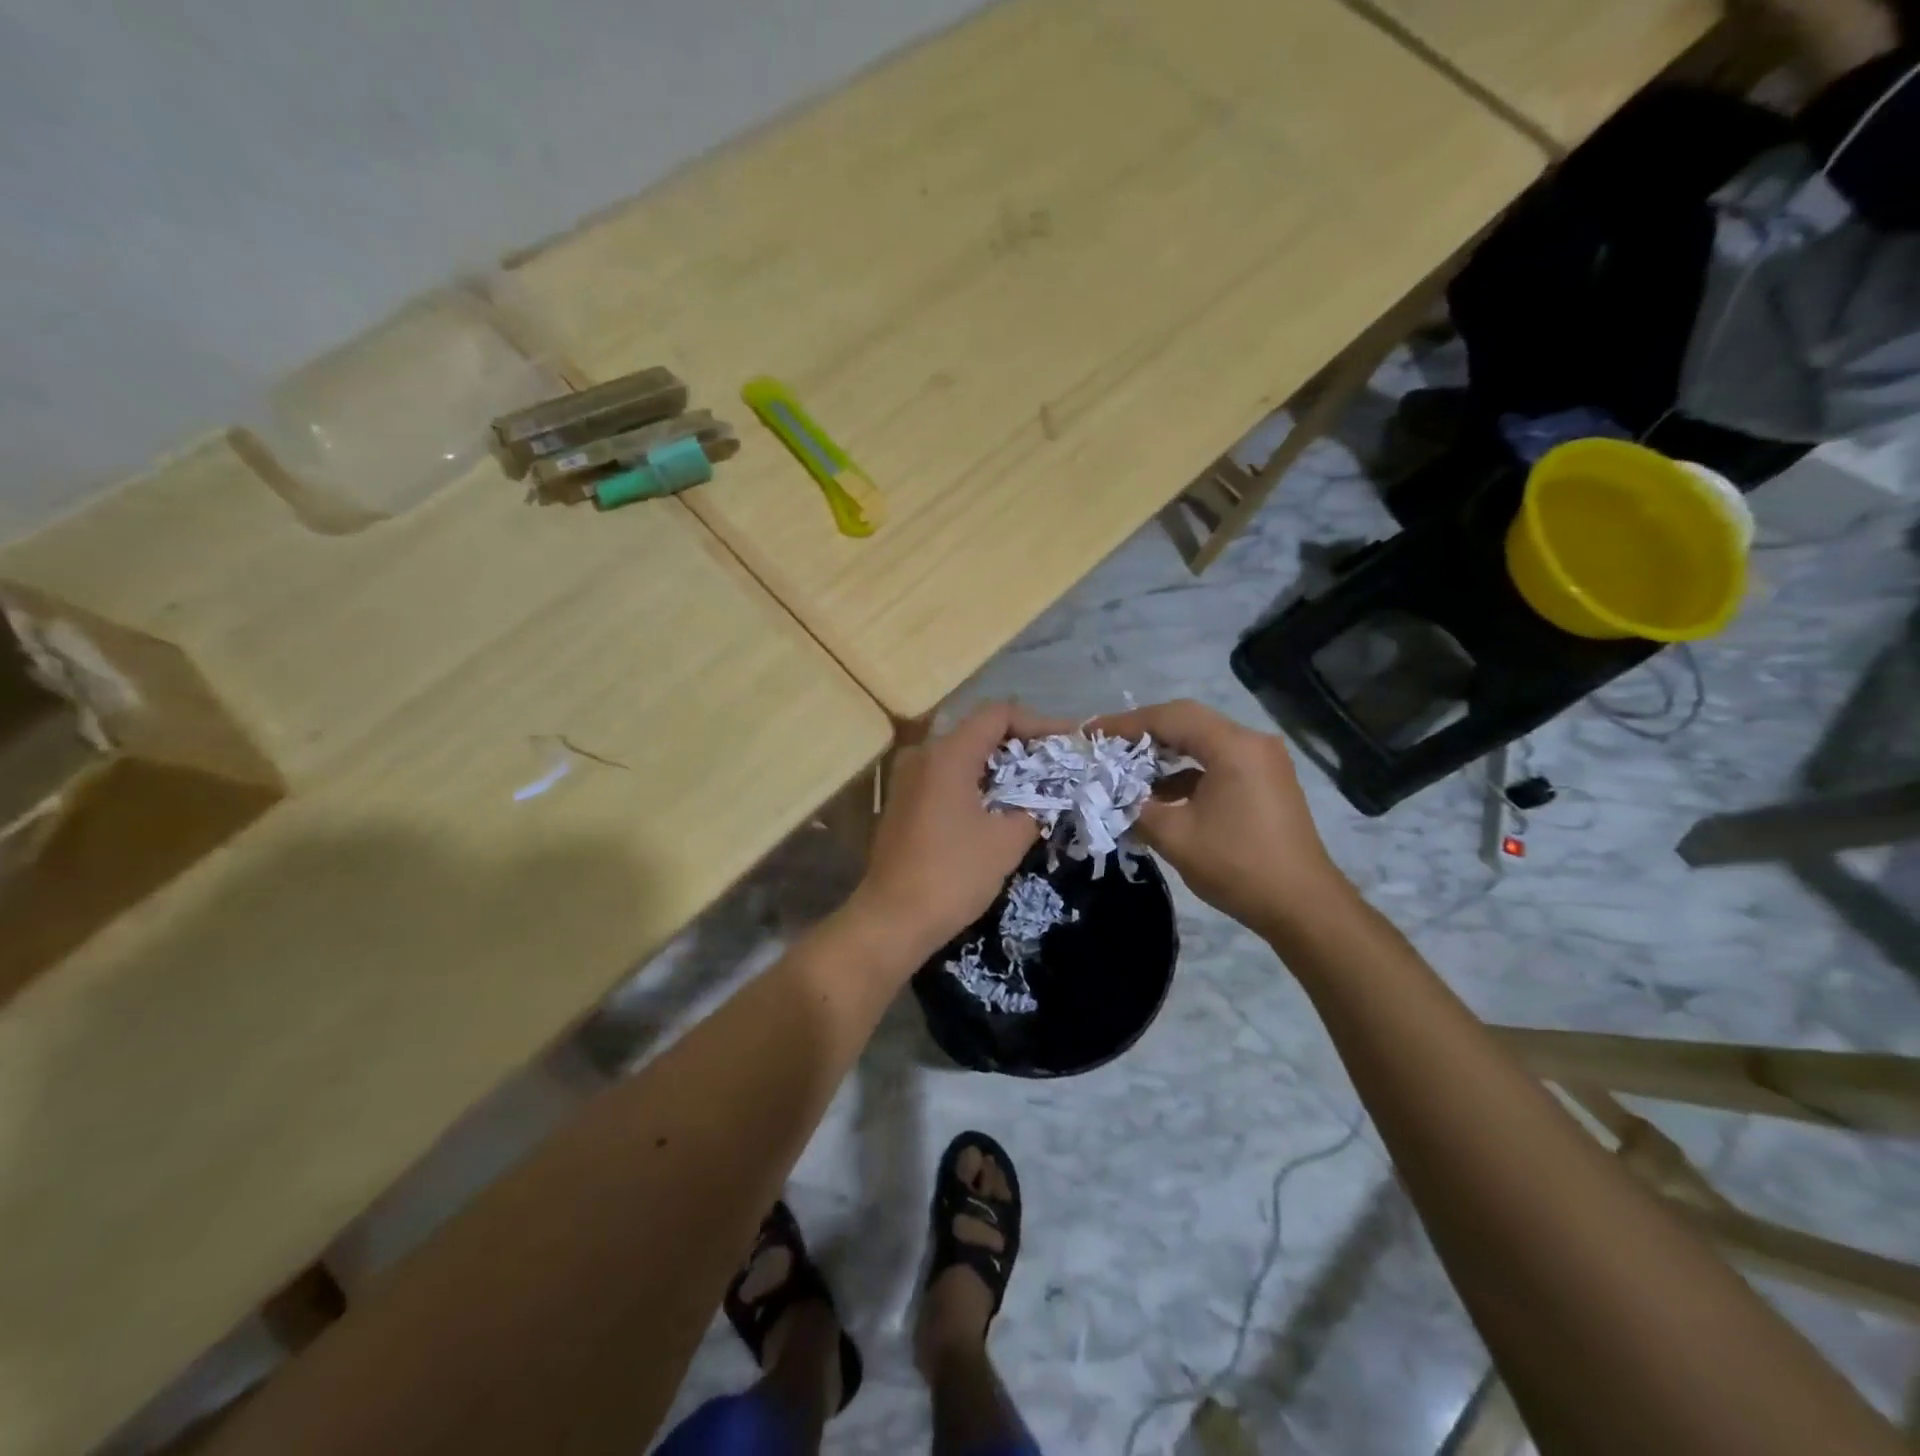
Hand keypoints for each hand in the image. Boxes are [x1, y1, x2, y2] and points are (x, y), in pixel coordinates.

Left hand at [851, 703, 1040, 959]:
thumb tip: (1045, 799)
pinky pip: (945, 775)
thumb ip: (1033, 808)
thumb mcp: (1006, 842)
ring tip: (1032, 785)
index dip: (1037, 723)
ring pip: (961, 754)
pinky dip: (975, 781)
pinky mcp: (902, 801)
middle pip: (978, 730)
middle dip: (1021, 744)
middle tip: (1055, 764)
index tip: (1067, 743)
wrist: (892, 918)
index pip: (998, 714)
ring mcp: (907, 777)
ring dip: (998, 765)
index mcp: (948, 754)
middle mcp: (923, 755)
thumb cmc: (952, 874)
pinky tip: (998, 804)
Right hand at [1092, 699, 1349, 940]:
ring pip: (1203, 743)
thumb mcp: (1174, 837)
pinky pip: (1218, 764)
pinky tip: (1160, 796)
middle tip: (1106, 746)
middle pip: (1188, 723)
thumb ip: (1136, 807)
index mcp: (1233, 746)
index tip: (1092, 733)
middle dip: (1143, 734)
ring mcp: (1263, 763)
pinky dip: (1186, 774)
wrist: (1303, 907)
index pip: (1170, 717)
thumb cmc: (1238, 866)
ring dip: (1165, 755)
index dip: (1126, 723)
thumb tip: (1111, 795)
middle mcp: (1252, 743)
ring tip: (1126, 770)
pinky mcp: (1265, 783)